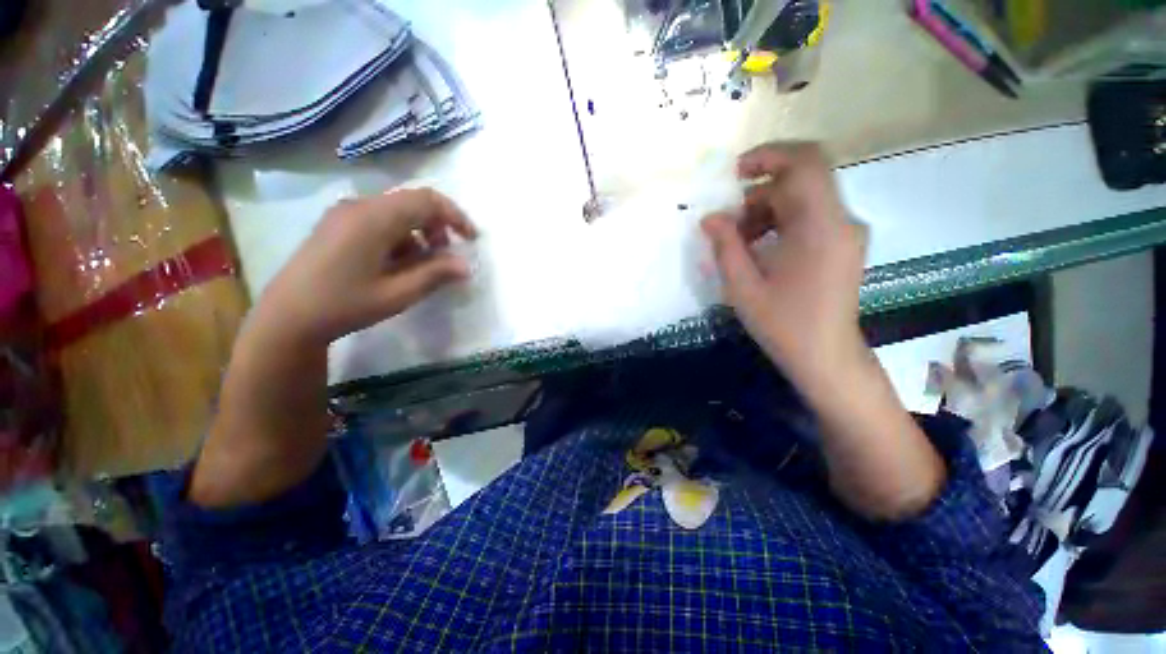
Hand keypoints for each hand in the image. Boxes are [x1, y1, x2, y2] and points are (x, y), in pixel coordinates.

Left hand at [254, 188, 477, 347]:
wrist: (287, 316)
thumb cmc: (345, 305)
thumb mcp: (398, 294)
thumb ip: (435, 274)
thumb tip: (466, 265)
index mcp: (374, 219)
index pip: (426, 200)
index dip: (455, 216)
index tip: (471, 239)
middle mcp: (360, 206)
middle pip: (412, 202)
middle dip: (439, 225)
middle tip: (447, 255)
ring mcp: (345, 213)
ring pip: (397, 210)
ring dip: (420, 231)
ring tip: (424, 263)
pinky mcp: (338, 224)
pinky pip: (380, 219)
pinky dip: (401, 235)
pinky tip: (398, 262)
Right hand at [702, 143, 867, 396]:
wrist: (826, 356)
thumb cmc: (783, 325)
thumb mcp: (743, 287)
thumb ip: (725, 246)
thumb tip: (710, 217)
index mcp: (820, 228)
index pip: (805, 163)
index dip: (769, 155)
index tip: (735, 174)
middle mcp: (841, 221)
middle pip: (799, 181)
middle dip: (757, 194)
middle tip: (728, 224)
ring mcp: (845, 232)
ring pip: (802, 199)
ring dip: (765, 211)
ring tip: (738, 242)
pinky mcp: (842, 244)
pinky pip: (808, 217)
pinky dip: (779, 223)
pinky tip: (758, 250)